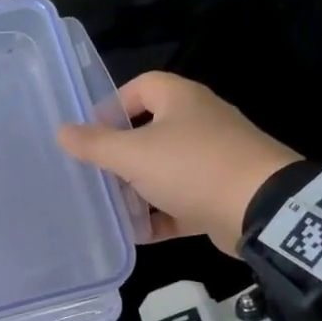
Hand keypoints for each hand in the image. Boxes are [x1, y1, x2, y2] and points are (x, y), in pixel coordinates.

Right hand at [58, 72, 300, 255]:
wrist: (260, 208)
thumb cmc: (192, 168)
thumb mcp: (133, 154)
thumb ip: (95, 144)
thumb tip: (61, 131)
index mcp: (181, 101)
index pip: (142, 86)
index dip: (113, 105)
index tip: (91, 133)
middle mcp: (199, 124)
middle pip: (150, 132)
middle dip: (120, 156)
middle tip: (95, 176)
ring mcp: (212, 160)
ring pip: (164, 170)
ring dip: (138, 190)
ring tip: (110, 208)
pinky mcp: (219, 194)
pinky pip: (180, 202)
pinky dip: (159, 216)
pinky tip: (137, 233)